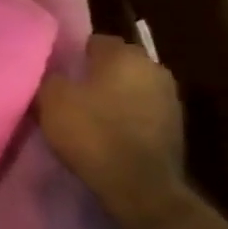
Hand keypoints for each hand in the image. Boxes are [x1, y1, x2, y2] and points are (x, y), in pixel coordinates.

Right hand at [37, 34, 186, 219]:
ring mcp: (170, 99)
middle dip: (97, 74)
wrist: (140, 187)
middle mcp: (154, 68)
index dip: (74, 55)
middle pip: (117, 64)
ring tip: (89, 114)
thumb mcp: (51, 99)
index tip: (58, 72)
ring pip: (132, 88)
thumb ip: (51, 76)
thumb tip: (54, 70)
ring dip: (114, 97)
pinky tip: (109, 133)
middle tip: (71, 92)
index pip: (95, 41)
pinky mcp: (176, 128)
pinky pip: (142, 112)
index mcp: (125, 55)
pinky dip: (127, 118)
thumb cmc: (92, 133)